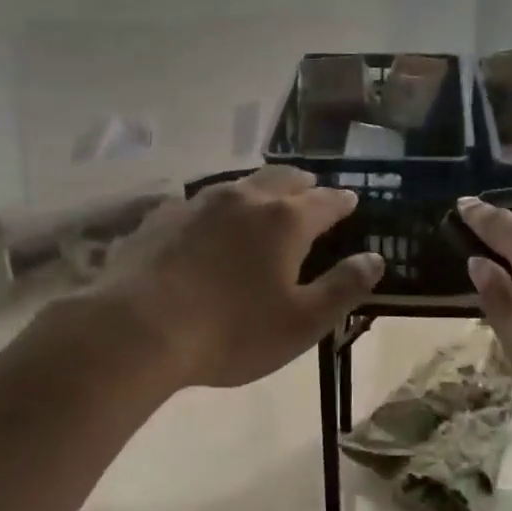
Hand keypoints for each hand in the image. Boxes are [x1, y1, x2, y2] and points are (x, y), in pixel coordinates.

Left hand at [99, 167, 384, 388]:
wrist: (137, 330)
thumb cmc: (231, 331)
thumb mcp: (302, 322)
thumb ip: (343, 287)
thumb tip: (375, 259)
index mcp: (285, 221)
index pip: (325, 201)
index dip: (342, 201)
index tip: (351, 200)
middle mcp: (244, 199)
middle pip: (282, 179)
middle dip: (303, 184)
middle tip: (312, 190)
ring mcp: (198, 203)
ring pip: (240, 184)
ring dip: (260, 189)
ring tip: (266, 199)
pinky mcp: (161, 217)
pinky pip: (200, 201)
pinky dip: (219, 206)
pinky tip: (210, 221)